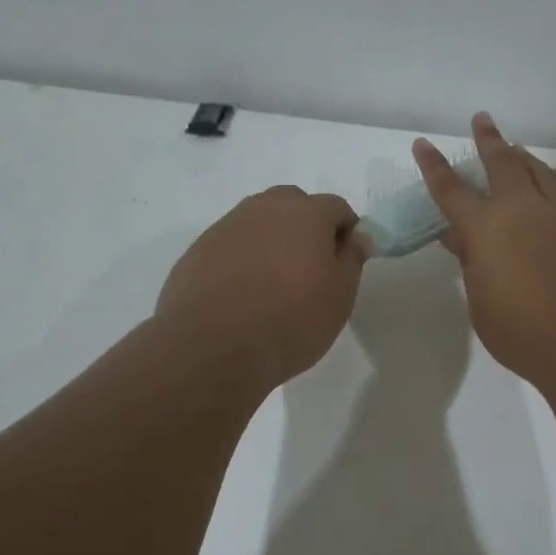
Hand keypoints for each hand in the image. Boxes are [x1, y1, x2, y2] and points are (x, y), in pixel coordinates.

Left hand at [155, 186, 372, 390]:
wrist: (212, 348)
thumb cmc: (291, 321)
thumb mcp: (340, 296)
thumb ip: (352, 259)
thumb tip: (358, 235)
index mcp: (305, 213)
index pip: (337, 207)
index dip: (346, 232)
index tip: (344, 264)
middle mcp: (264, 208)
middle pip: (293, 205)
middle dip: (306, 228)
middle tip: (309, 270)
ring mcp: (226, 227)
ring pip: (259, 223)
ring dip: (272, 242)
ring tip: (273, 285)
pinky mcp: (197, 251)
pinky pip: (231, 246)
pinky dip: (242, 260)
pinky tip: (242, 296)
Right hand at [414, 114, 555, 388]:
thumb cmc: (523, 332)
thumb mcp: (482, 302)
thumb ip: (473, 264)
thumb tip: (462, 238)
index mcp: (486, 228)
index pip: (451, 190)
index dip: (434, 167)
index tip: (423, 144)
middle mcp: (523, 210)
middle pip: (503, 163)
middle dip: (488, 140)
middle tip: (482, 119)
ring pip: (538, 173)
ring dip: (522, 157)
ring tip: (515, 148)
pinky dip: (545, 188)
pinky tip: (545, 201)